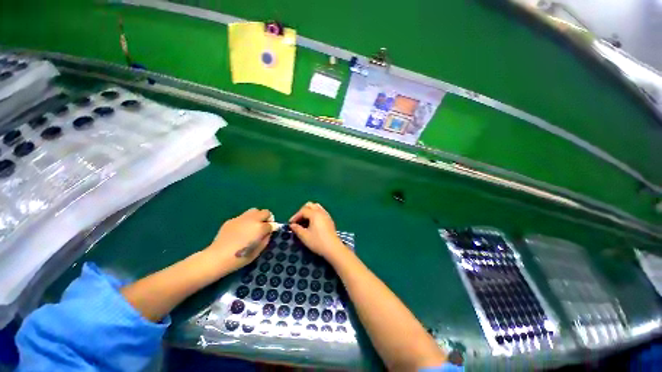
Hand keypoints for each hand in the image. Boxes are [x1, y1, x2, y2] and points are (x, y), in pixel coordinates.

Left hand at [205, 208, 273, 272]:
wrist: (217, 257)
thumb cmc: (240, 257)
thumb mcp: (258, 251)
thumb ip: (266, 239)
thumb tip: (268, 232)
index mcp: (260, 227)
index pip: (271, 224)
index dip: (272, 228)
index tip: (269, 233)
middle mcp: (252, 219)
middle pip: (265, 212)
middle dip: (267, 218)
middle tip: (263, 227)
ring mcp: (241, 218)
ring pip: (254, 211)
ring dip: (257, 216)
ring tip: (253, 226)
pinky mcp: (231, 220)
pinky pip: (243, 217)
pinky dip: (245, 221)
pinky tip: (240, 231)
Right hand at [289, 202, 345, 259]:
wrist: (333, 248)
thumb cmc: (318, 242)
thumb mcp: (305, 236)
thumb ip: (297, 229)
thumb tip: (292, 225)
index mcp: (315, 214)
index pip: (303, 211)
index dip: (295, 216)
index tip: (291, 224)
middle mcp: (321, 212)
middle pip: (310, 205)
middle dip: (302, 211)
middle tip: (298, 220)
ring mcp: (326, 215)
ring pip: (316, 207)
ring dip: (309, 212)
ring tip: (304, 221)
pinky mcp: (329, 219)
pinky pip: (320, 211)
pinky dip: (314, 214)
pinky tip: (312, 223)